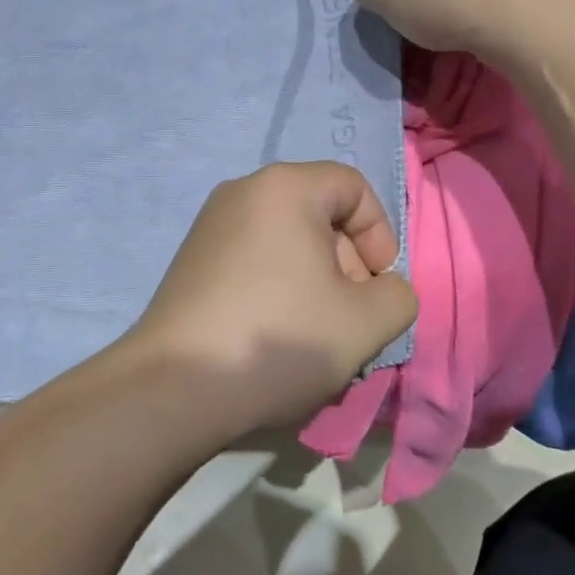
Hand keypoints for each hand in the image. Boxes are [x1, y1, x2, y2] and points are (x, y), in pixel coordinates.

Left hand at [126, 162, 418, 437]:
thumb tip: (384, 289)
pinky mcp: (191, 261)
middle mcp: (243, 192)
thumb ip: (398, 296)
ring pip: (288, 243)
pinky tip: (275, 338)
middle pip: (319, 215)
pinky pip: (254, 260)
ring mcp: (210, 226)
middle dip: (348, 265)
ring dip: (315, 283)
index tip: (378, 286)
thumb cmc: (280, 339)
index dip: (380, 234)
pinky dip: (278, 289)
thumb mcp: (365, 323)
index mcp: (285, 187)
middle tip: (350, 318)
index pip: (354, 187)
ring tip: (314, 336)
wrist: (175, 387)